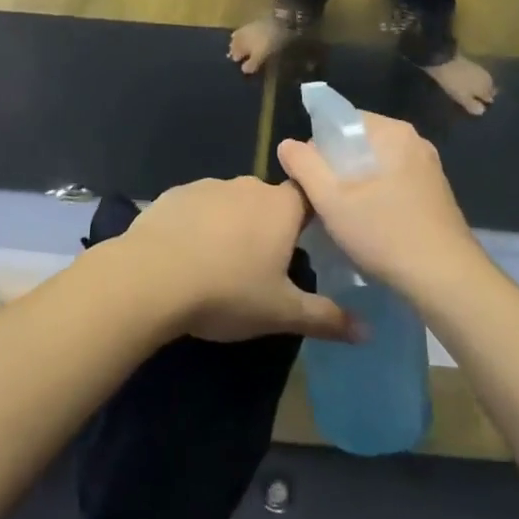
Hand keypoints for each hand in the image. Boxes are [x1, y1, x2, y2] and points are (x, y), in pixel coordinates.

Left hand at [120, 176, 355, 342]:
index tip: (308, 240)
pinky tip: (186, 256)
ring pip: (231, 203)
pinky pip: (197, 207)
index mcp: (281, 207)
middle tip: (263, 266)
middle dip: (269, 227)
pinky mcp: (174, 195)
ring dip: (232, 225)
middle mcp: (247, 186)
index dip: (312, 215)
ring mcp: (208, 186)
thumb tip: (368, 332)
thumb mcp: (281, 313)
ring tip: (220, 265)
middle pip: (268, 201)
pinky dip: (198, 226)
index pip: (309, 196)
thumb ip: (327, 318)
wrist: (151, 278)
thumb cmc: (227, 292)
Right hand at [276, 112, 480, 295]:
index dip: (318, 145)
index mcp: (393, 132)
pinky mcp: (435, 193)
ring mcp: (429, 168)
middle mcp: (415, 142)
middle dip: (336, 167)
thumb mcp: (331, 199)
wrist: (446, 279)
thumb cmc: (384, 233)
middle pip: (359, 143)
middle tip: (324, 201)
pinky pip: (394, 182)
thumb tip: (288, 144)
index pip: (341, 120)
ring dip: (355, 184)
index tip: (310, 178)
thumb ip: (304, 165)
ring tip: (344, 216)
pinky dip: (377, 196)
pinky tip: (371, 225)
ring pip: (376, 165)